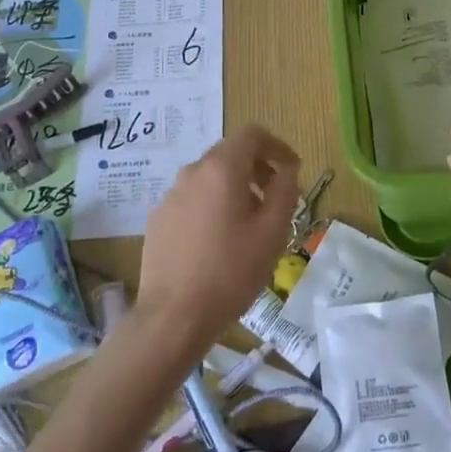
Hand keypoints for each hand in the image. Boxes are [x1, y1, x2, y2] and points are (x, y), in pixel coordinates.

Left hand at [136, 124, 299, 356]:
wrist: (173, 316)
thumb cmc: (231, 271)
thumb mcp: (272, 231)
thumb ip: (284, 190)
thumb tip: (287, 169)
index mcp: (221, 169)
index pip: (252, 135)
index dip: (277, 146)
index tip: (292, 169)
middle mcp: (191, 173)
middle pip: (229, 154)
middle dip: (257, 168)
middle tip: (275, 198)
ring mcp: (170, 196)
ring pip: (209, 178)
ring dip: (234, 188)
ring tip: (249, 224)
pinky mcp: (158, 219)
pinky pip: (192, 199)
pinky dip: (212, 205)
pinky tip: (219, 241)